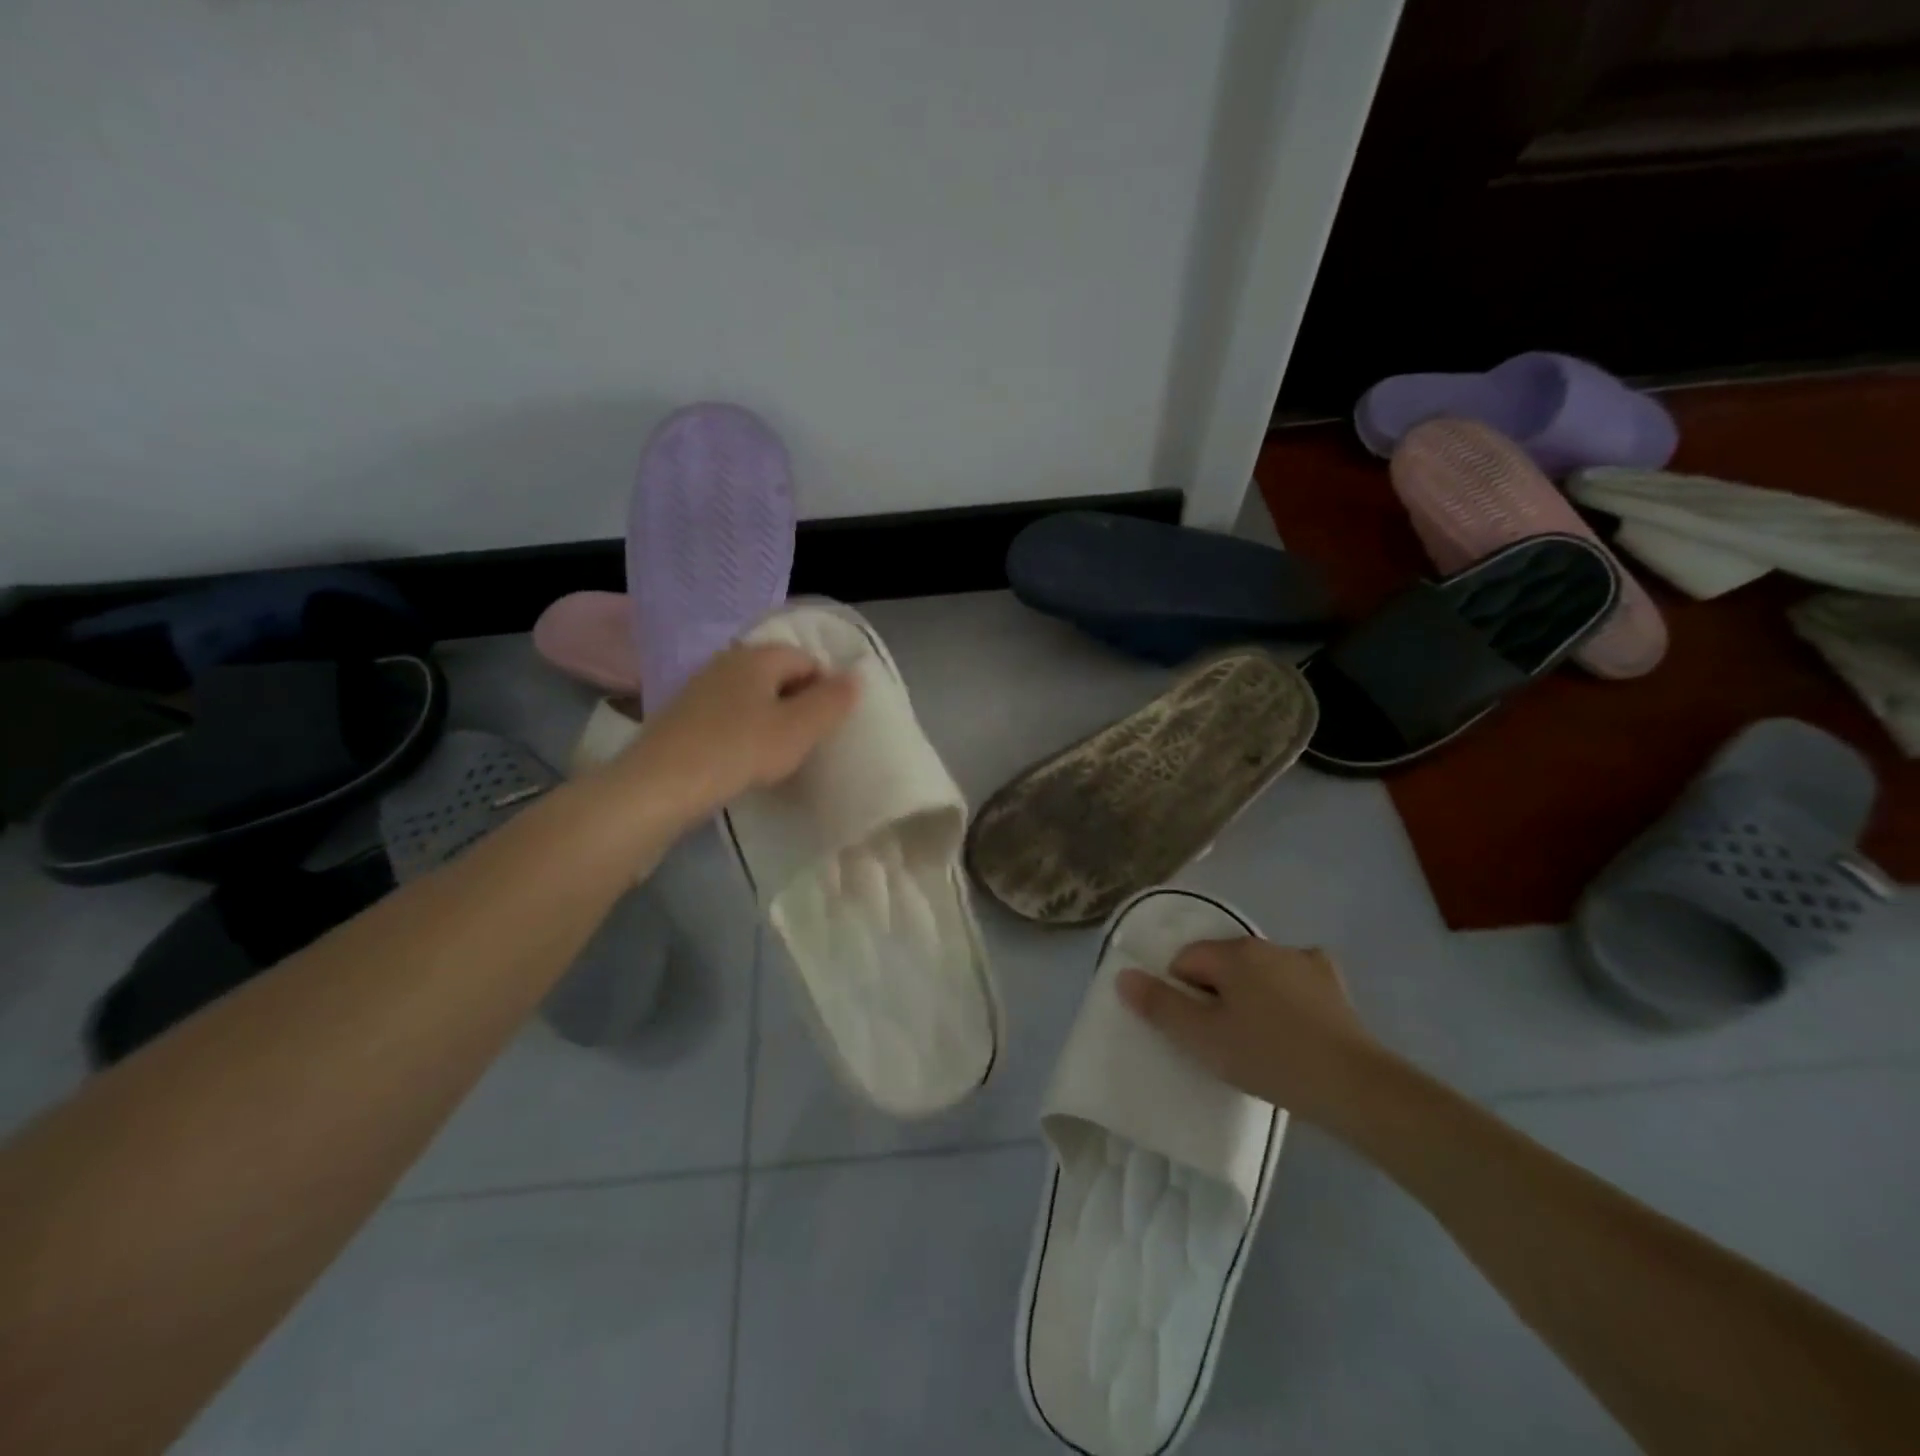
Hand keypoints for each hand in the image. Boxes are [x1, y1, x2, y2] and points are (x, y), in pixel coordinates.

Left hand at [613, 644, 858, 823]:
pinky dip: (741, 731)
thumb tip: (856, 675)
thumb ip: (832, 701)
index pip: (807, 659)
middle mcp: (727, 660)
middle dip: (797, 704)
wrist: (660, 785)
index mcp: (758, 655)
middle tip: (805, 742)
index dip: (825, 690)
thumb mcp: (799, 729)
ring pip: (751, 696)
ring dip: (769, 719)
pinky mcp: (681, 714)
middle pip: (778, 675)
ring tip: (775, 755)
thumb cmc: (739, 750)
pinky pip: (727, 714)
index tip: (827, 727)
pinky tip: (741, 759)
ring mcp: (699, 686)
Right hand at [1117, 939, 1390, 1129]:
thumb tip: (1124, 975)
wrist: (1353, 1086)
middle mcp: (1267, 945)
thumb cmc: (1269, 1058)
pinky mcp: (1332, 983)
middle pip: (1222, 963)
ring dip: (1250, 993)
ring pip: (1258, 970)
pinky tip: (1293, 1022)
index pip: (1186, 960)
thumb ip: (1160, 1006)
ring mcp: (1304, 961)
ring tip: (1260, 1038)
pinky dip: (1287, 993)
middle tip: (1224, 1039)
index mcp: (1233, 953)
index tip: (1196, 1031)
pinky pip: (1295, 978)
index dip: (1182, 994)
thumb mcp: (1203, 1039)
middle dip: (1215, 993)